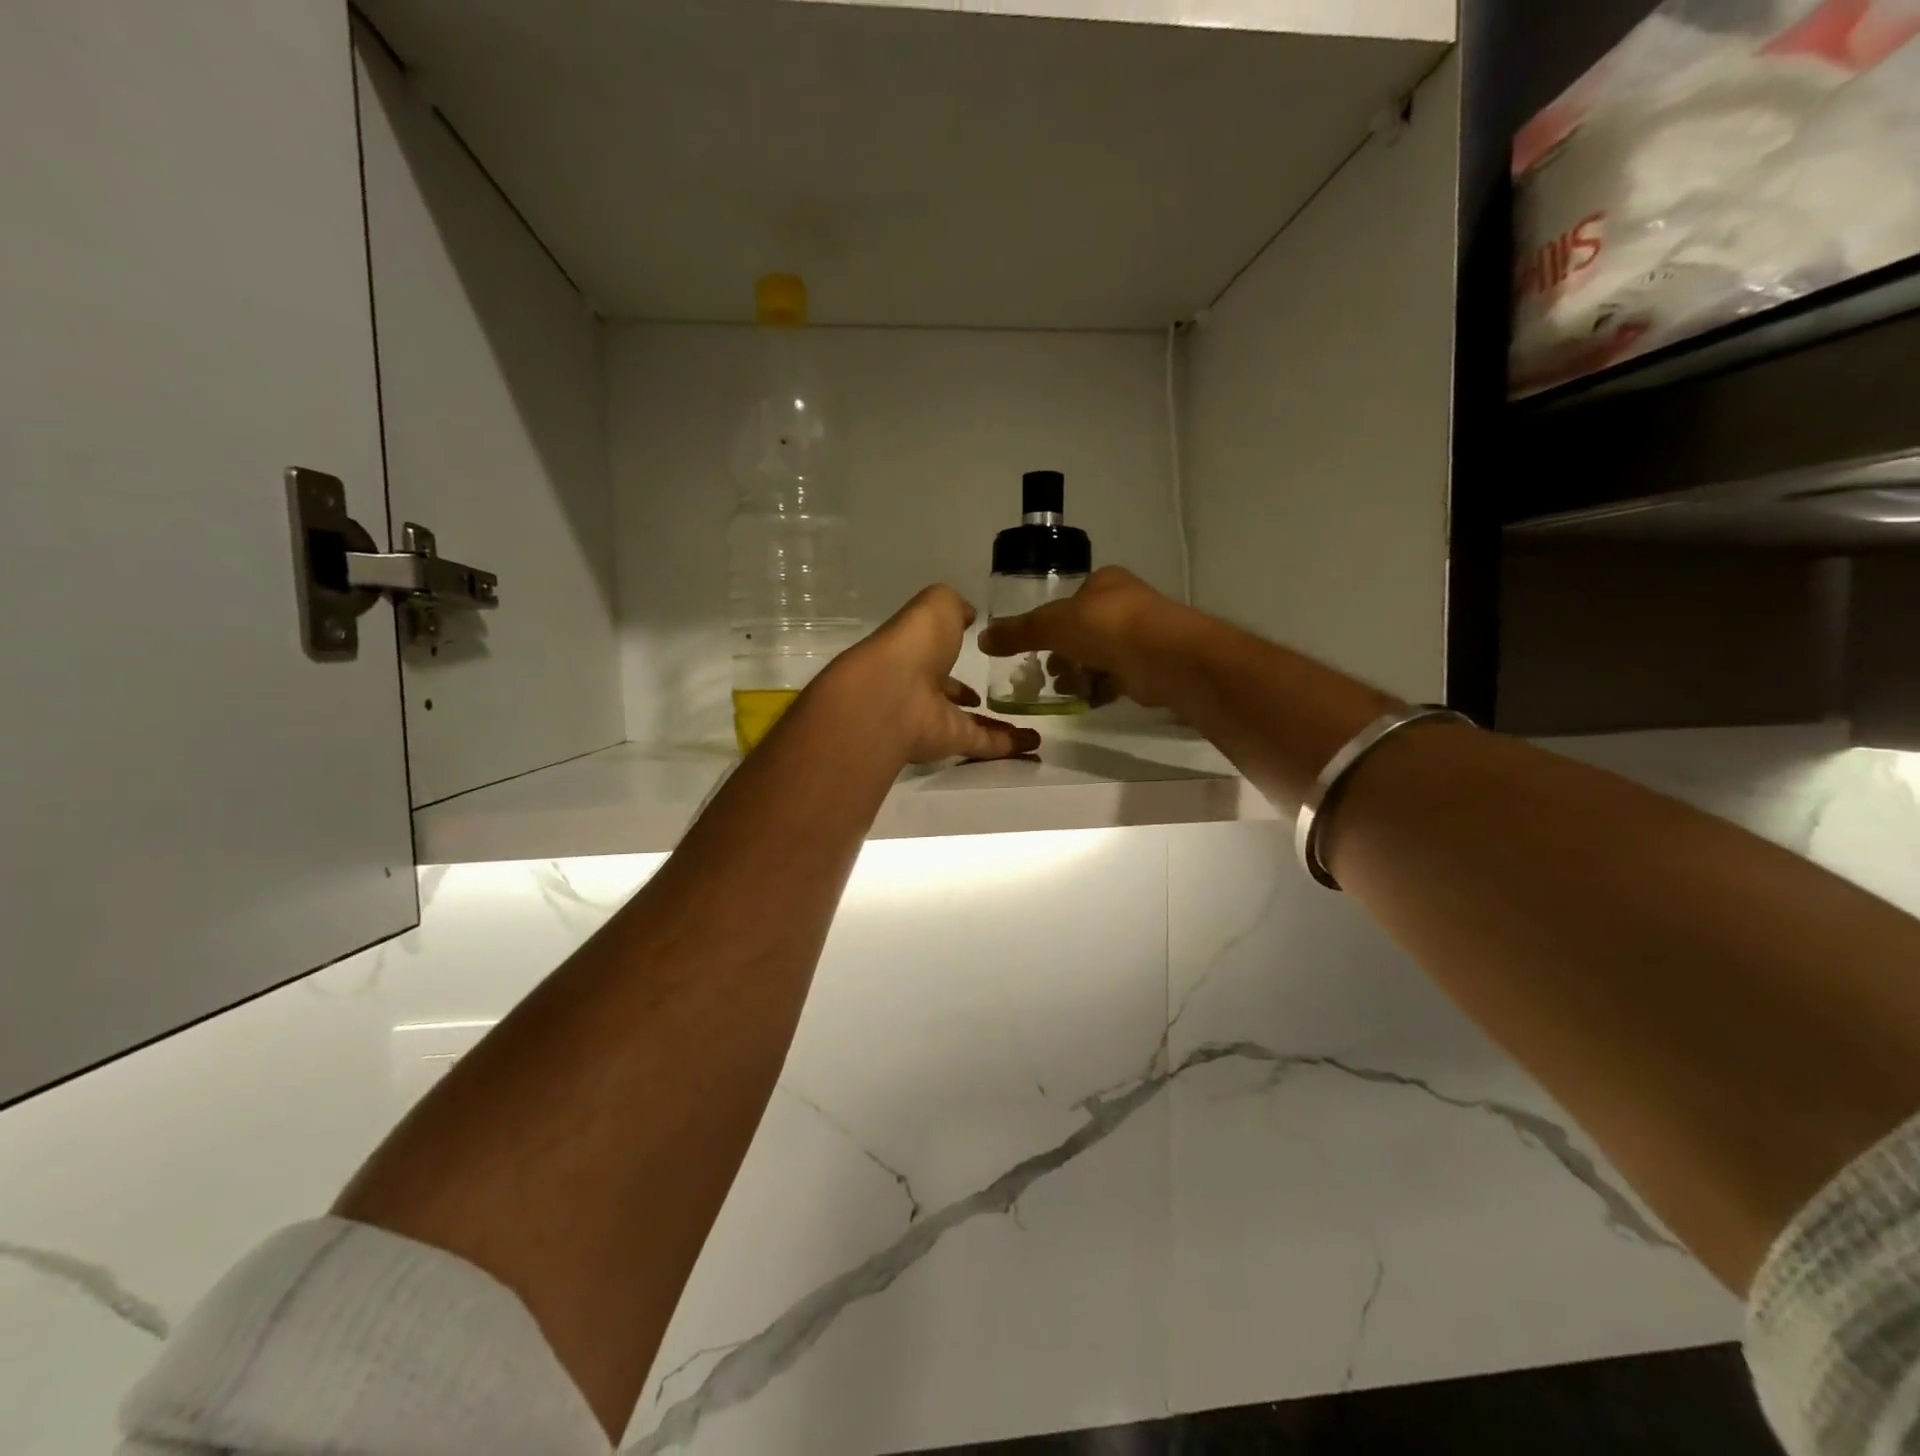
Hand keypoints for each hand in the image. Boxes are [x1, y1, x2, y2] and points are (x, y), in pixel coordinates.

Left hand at [833, 586, 1042, 765]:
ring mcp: (936, 719)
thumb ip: (954, 607)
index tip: (979, 654)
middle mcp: (922, 688)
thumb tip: (968, 615)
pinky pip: (986, 745)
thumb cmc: (914, 644)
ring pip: (972, 723)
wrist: (892, 695)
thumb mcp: (937, 606)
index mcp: (915, 653)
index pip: (936, 656)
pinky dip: (1011, 747)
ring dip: (1000, 726)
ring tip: (1031, 725)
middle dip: (969, 695)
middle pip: (950, 694)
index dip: (953, 655)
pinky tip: (1036, 746)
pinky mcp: (953, 743)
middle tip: (1005, 695)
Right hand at [977, 566, 1188, 708]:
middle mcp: (1126, 604)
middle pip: (1085, 629)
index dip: (1051, 621)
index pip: (1071, 599)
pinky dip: (1100, 689)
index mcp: (1105, 582)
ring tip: (1062, 689)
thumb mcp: (1051, 625)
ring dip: (1079, 673)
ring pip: (1101, 655)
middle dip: (1063, 653)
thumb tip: (982, 639)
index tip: (1036, 645)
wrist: (1164, 657)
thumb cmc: (1106, 627)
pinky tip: (1086, 700)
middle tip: (1046, 672)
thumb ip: (1018, 632)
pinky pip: (1118, 678)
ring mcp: (1142, 636)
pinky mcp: (1150, 666)